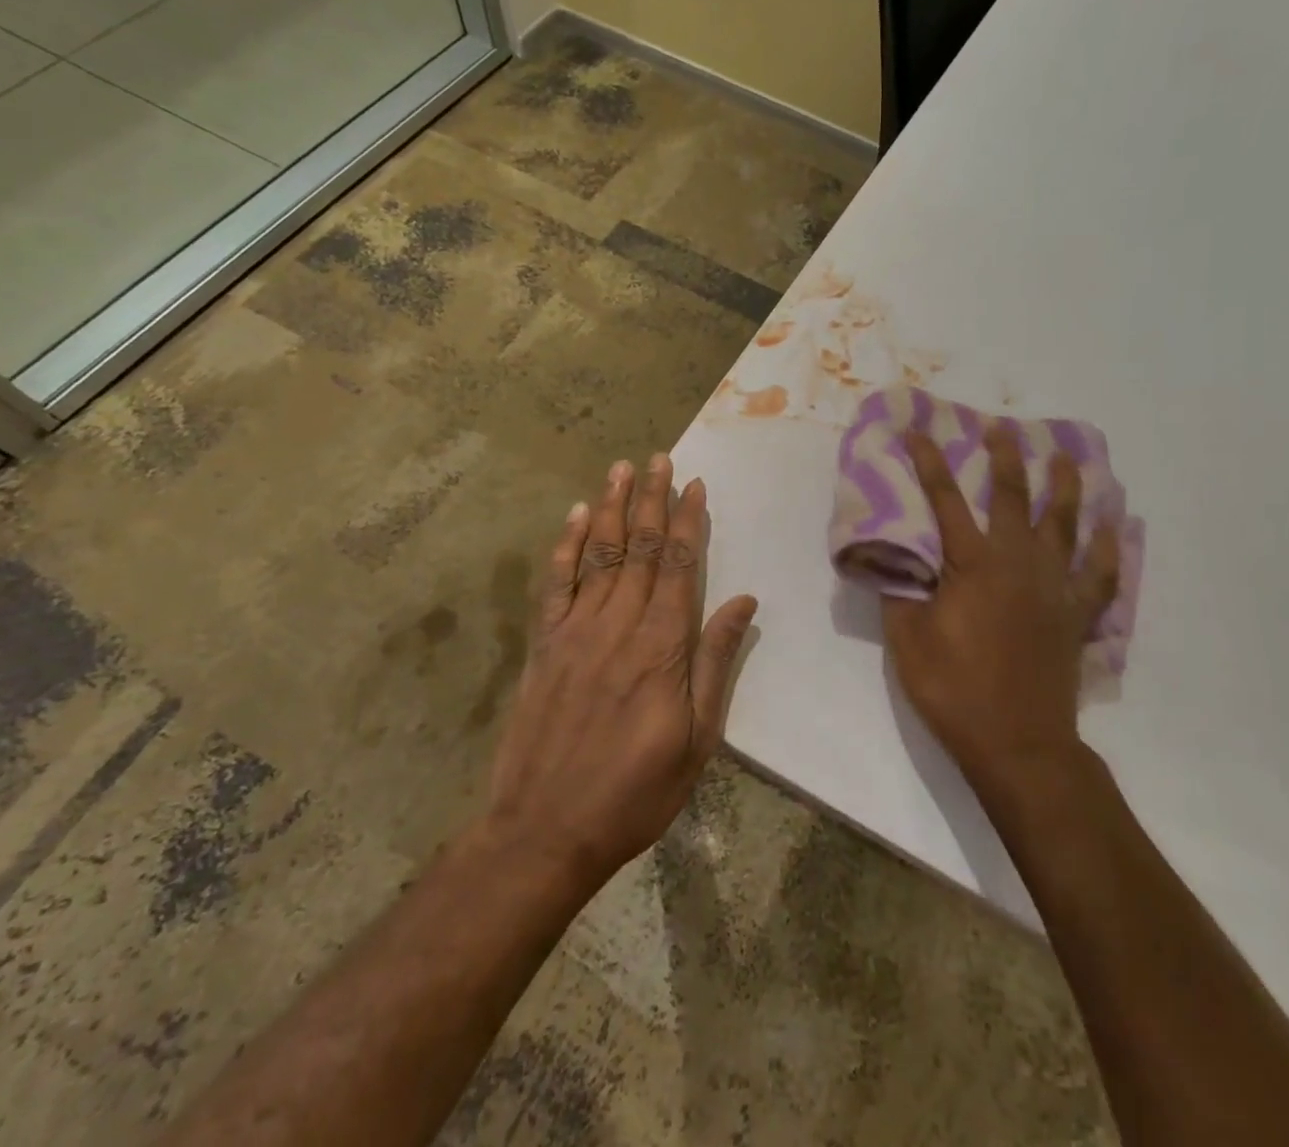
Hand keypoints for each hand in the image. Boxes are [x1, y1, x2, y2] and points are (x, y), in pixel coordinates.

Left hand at [484, 455, 757, 893]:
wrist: (545, 830)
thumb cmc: (636, 791)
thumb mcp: (698, 739)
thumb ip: (716, 663)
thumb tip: (743, 603)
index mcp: (662, 646)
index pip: (679, 565)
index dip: (688, 521)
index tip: (694, 485)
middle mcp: (619, 624)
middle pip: (640, 547)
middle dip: (652, 499)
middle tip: (659, 458)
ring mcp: (576, 630)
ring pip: (598, 553)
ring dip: (611, 507)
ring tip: (621, 468)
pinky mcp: (544, 644)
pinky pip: (556, 583)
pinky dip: (565, 545)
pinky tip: (573, 515)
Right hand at [882, 426, 1118, 791]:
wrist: (1017, 743)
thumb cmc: (954, 689)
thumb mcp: (907, 640)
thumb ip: (899, 591)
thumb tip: (892, 555)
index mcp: (972, 564)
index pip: (945, 500)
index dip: (930, 462)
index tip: (919, 430)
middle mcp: (1018, 562)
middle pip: (1014, 497)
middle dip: (1005, 458)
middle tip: (1003, 429)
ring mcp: (1055, 586)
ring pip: (1065, 524)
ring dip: (1066, 486)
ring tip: (1068, 457)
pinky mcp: (1077, 614)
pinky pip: (1102, 573)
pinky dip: (1111, 547)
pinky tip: (1117, 525)